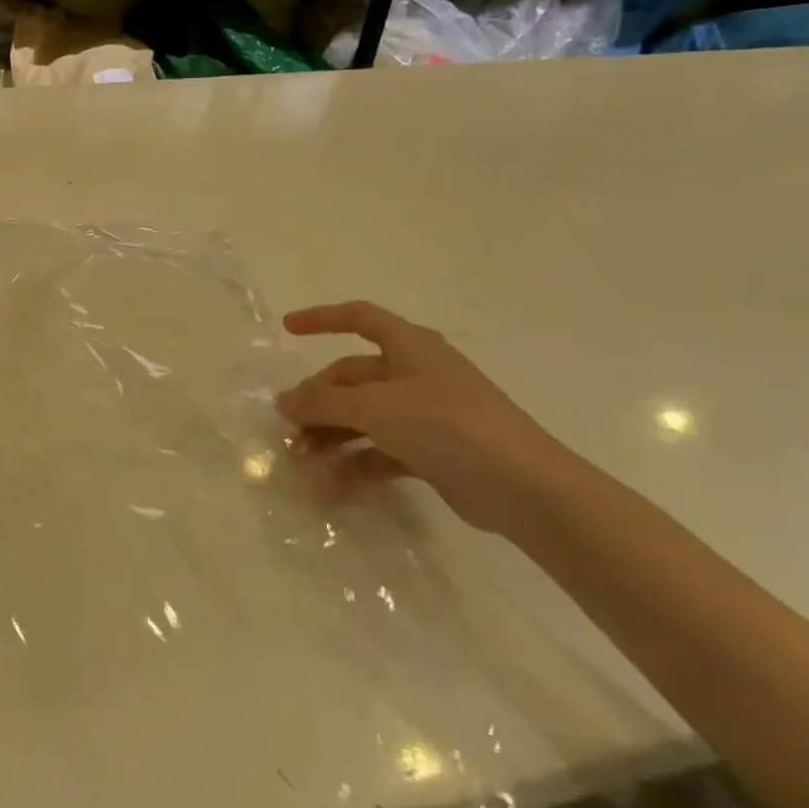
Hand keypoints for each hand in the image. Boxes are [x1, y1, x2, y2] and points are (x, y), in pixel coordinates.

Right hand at [275, 301, 586, 537]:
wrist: (525, 489)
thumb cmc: (447, 425)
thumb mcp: (375, 408)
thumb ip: (323, 403)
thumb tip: (283, 402)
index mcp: (410, 346)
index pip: (359, 318)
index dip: (321, 319)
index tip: (287, 329)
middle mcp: (417, 374)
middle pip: (353, 377)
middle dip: (318, 400)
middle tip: (289, 427)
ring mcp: (426, 415)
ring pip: (364, 417)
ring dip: (330, 436)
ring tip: (302, 461)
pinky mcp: (433, 453)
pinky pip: (381, 450)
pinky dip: (355, 463)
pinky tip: (331, 485)